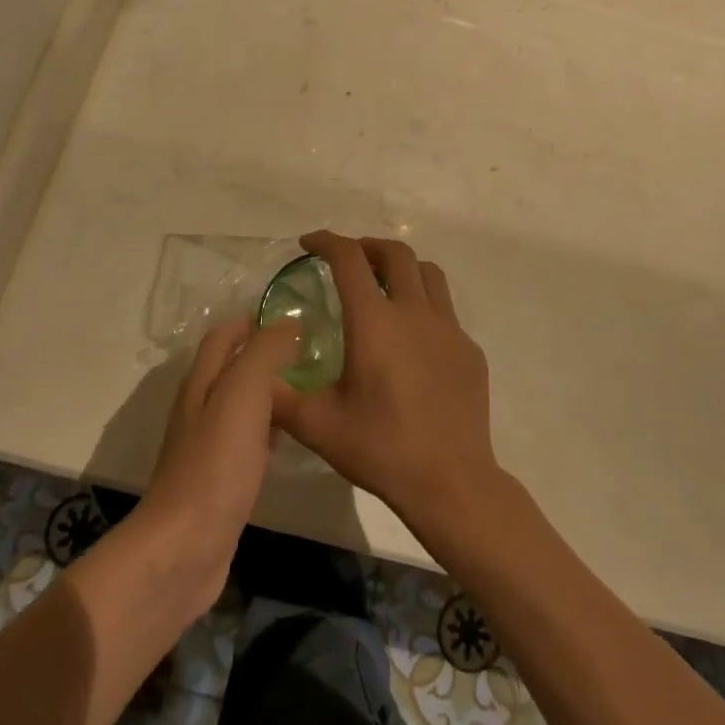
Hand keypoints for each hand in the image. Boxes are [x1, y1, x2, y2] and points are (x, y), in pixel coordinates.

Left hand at [138, 315, 300, 611]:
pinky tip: (290, 436)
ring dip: (270, 390)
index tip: (293, 318)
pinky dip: (269, 427)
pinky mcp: (220, 479)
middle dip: (266, 354)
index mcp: (201, 382)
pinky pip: (247, 439)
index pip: (223, 336)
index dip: (252, 321)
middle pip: (232, 367)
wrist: (185, 549)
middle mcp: (201, 407)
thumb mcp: (243, 395)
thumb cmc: (215, 465)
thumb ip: (264, 354)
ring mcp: (208, 446)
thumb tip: (287, 322)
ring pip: (242, 404)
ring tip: (309, 386)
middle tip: (311, 352)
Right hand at [272, 232, 502, 533]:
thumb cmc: (382, 449)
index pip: (349, 259)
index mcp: (374, 322)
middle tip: (349, 260)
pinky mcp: (470, 350)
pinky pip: (446, 311)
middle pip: (396, 253)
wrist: (452, 483)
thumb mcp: (318, 426)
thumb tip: (255, 374)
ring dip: (403, 268)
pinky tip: (413, 340)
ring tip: (385, 285)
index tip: (309, 243)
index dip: (327, 241)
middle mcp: (414, 312)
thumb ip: (279, 396)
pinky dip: (424, 306)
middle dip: (368, 246)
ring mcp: (449, 329)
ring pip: (428, 274)